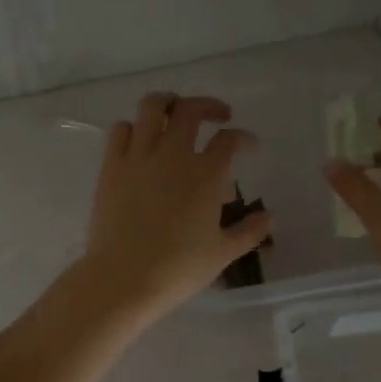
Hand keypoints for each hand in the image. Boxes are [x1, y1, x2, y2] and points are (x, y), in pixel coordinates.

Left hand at [80, 94, 272, 321]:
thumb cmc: (179, 268)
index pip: (230, 140)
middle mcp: (174, 154)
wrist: (124, 278)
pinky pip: (120, 130)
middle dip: (209, 106)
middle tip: (219, 116)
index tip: (249, 145)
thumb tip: (270, 217)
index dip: (244, 138)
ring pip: (152, 107)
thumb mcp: (222, 253)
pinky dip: (134, 127)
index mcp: (206, 174)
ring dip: (168, 103)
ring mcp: (139, 157)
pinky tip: (141, 140)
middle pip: (191, 110)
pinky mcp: (111, 167)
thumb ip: (249, 231)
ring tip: (176, 112)